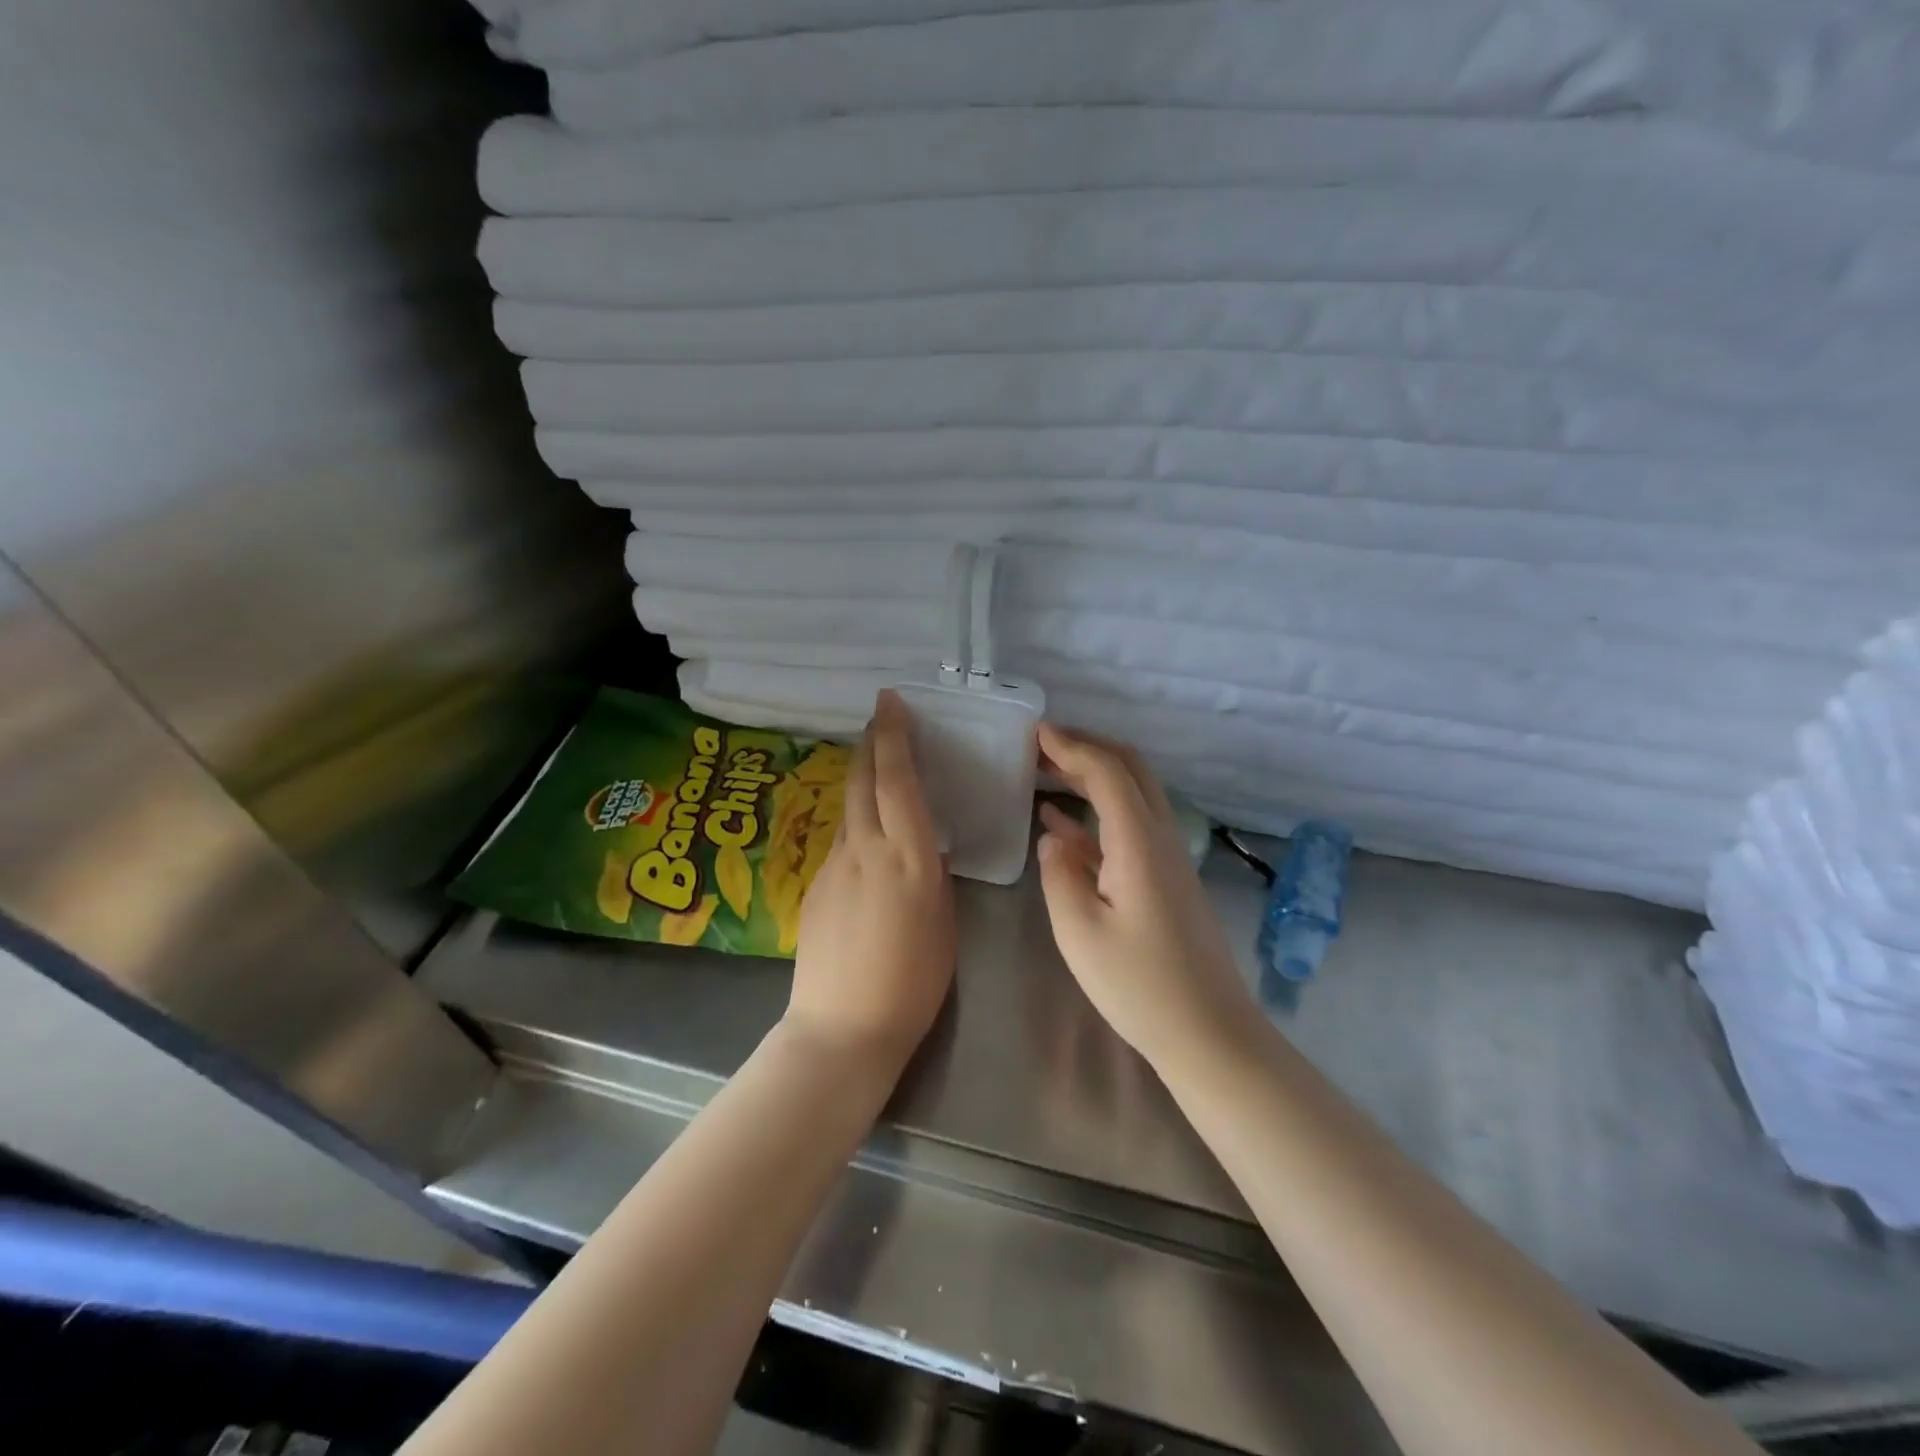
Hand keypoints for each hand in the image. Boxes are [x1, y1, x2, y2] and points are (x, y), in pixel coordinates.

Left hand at [785, 690, 955, 1076]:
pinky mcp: (815, 885)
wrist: (843, 1026)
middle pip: (863, 780)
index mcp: (909, 857)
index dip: (894, 737)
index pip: (898, 781)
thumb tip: (922, 848)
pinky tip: (866, 838)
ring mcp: (833, 865)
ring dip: (862, 778)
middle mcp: (866, 849)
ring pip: (849, 807)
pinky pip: (840, 839)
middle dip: (872, 742)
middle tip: (881, 718)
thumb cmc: (913, 981)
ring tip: (877, 767)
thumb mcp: (943, 921)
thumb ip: (932, 874)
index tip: (891, 703)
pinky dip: (855, 821)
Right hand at [1035, 723, 1258, 1074]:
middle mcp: (1160, 837)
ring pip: (1131, 796)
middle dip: (1087, 748)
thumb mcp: (1080, 932)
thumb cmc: (1140, 985)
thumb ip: (1059, 875)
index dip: (1072, 746)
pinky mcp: (1165, 879)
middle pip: (1130, 771)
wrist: (1207, 1032)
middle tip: (1041, 745)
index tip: (1035, 732)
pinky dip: (1095, 814)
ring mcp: (1167, 858)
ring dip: (1092, 776)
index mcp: (1139, 842)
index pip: (1108, 772)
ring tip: (1045, 772)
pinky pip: (1129, 828)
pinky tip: (1060, 823)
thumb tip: (1053, 837)